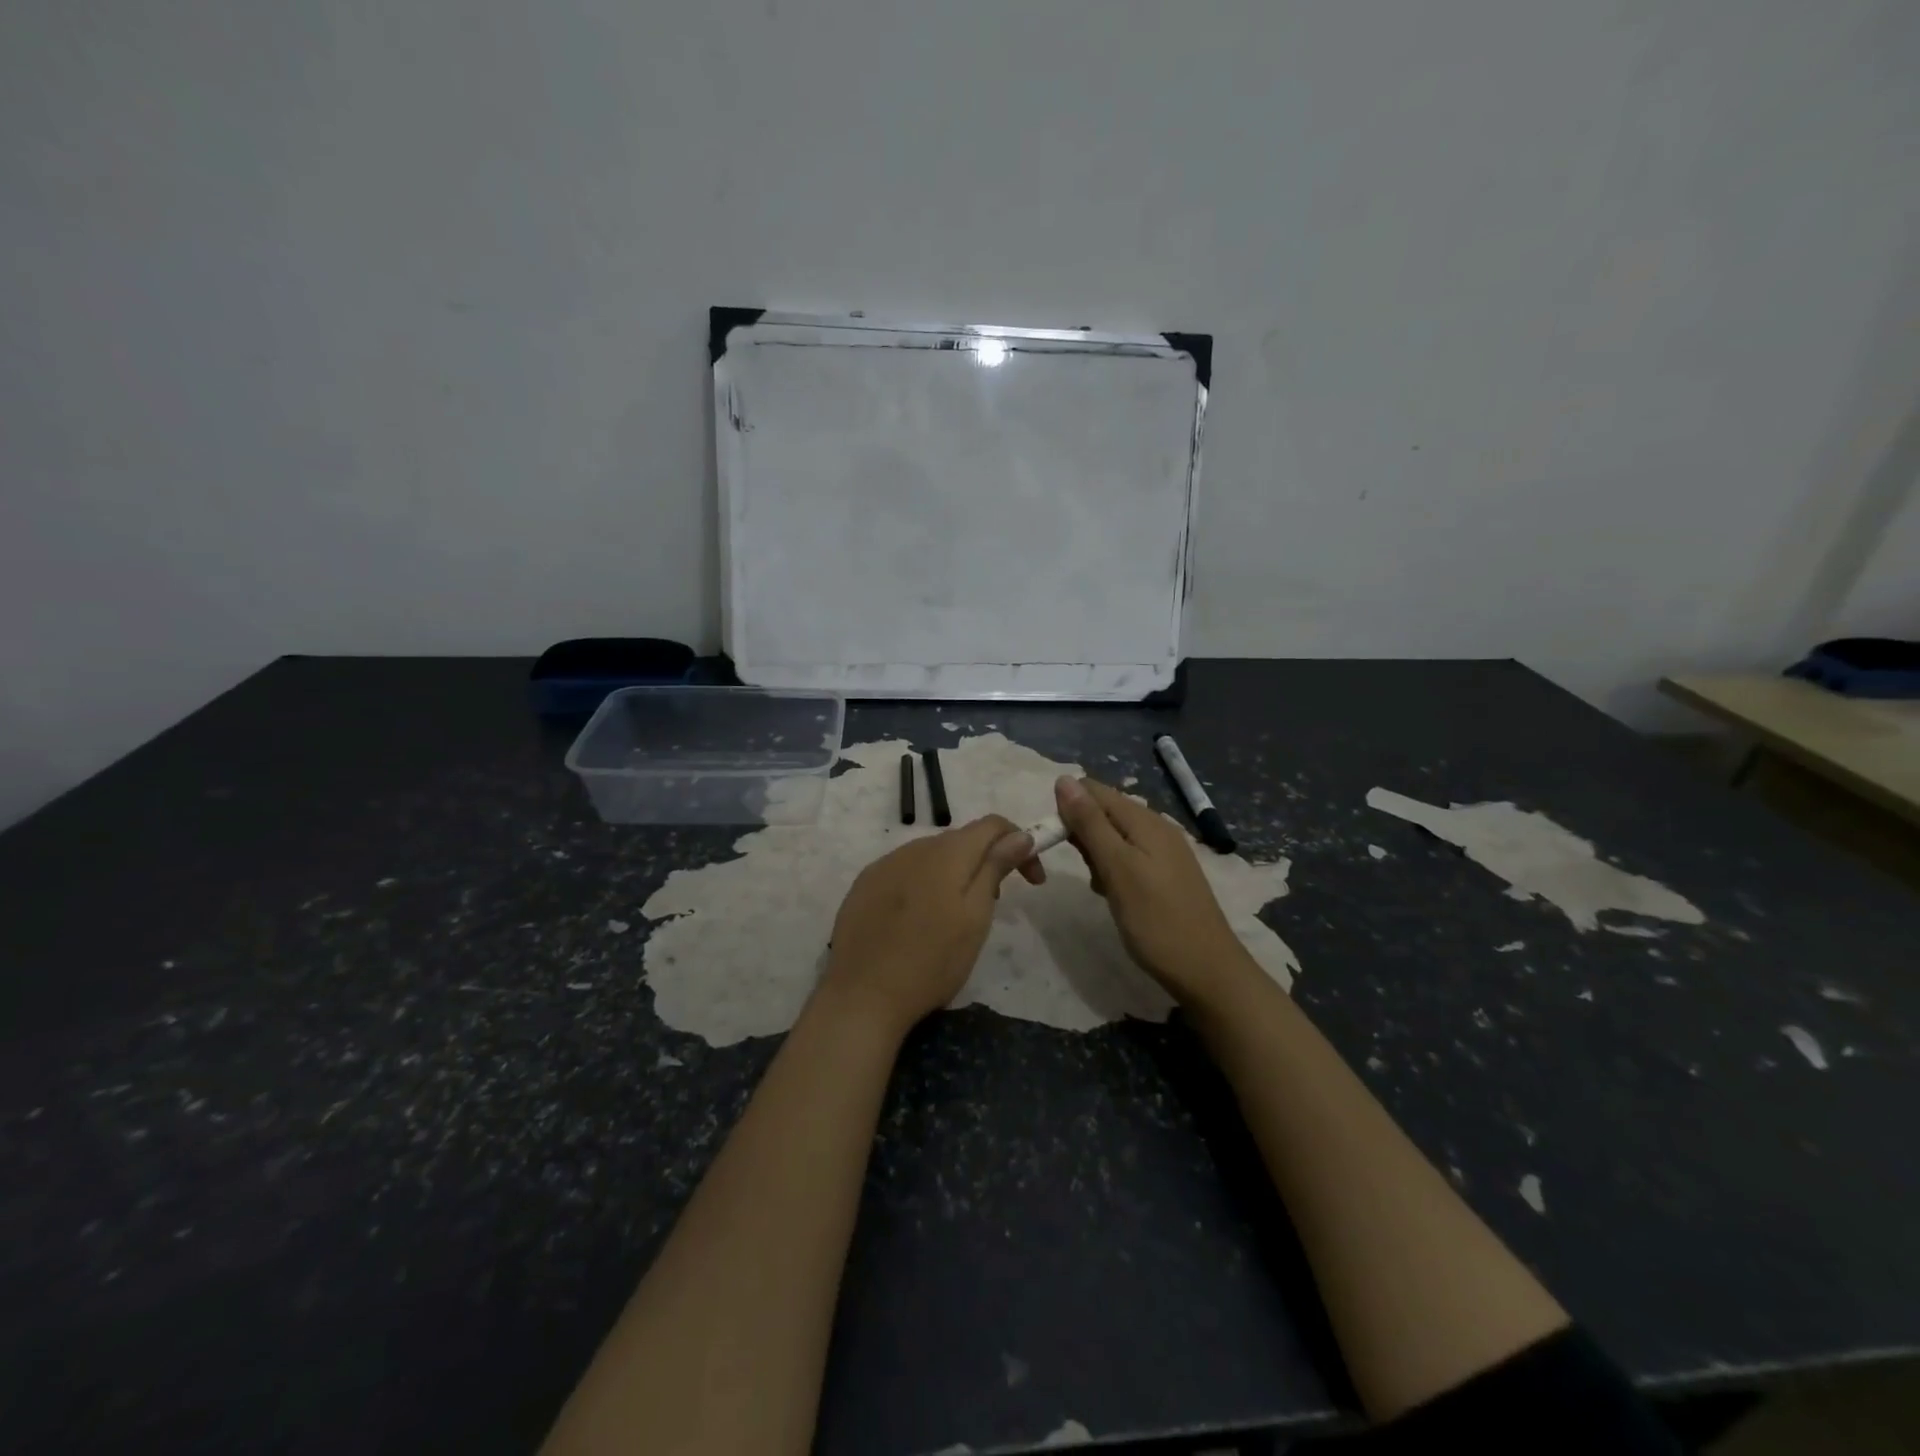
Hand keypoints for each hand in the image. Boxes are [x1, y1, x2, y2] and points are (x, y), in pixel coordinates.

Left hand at [816, 815, 1036, 1038]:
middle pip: (961, 840)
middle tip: (996, 905)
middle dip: (986, 861)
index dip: (1019, 842)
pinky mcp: (864, 885)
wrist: (861, 995)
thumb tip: (1020, 835)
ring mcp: (884, 864)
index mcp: (947, 852)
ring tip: (956, 917)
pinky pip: (904, 871)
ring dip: (954, 873)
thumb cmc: (931, 960)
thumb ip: (996, 868)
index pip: (992, 824)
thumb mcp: (975, 916)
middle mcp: (914, 847)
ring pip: (931, 856)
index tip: (1032, 880)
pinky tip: (918, 920)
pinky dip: (923, 884)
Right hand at [1054, 775, 1255, 1009]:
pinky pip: (1128, 857)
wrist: (1207, 972)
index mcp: (1145, 820)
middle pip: (1104, 812)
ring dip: (1096, 855)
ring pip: (1114, 836)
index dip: (1068, 809)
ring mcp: (1164, 852)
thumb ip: (1090, 823)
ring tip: (1100, 888)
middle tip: (1087, 872)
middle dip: (1082, 835)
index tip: (1057, 842)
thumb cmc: (1156, 920)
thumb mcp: (1117, 868)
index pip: (1094, 791)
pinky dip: (1112, 870)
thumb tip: (1064, 779)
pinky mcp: (1166, 874)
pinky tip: (1113, 895)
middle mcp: (1157, 827)